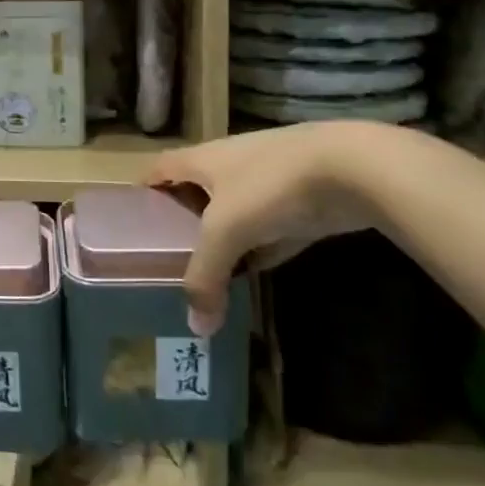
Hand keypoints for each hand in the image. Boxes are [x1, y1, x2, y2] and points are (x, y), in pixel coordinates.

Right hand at [145, 123, 382, 337]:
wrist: (352, 168)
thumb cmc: (270, 186)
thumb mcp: (227, 230)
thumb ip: (205, 275)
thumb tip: (196, 326)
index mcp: (202, 159)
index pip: (160, 168)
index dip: (145, 187)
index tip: (132, 214)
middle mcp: (229, 164)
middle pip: (195, 189)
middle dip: (182, 216)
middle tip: (168, 251)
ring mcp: (268, 181)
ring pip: (234, 210)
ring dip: (223, 235)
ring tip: (208, 266)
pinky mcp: (301, 199)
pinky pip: (268, 227)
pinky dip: (259, 246)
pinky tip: (255, 269)